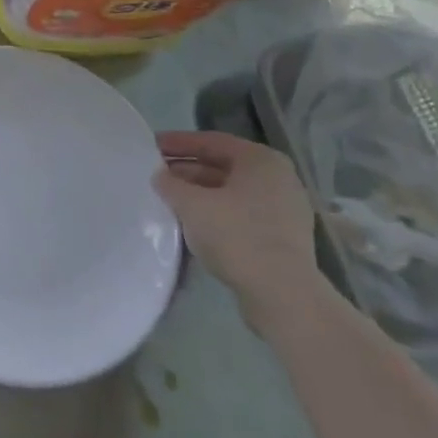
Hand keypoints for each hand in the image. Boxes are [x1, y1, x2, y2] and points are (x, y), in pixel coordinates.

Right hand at [153, 131, 325, 330]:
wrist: (283, 296)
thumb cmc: (237, 236)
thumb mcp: (192, 204)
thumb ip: (170, 184)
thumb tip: (160, 177)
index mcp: (261, 161)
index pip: (212, 141)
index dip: (178, 142)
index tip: (152, 146)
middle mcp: (278, 179)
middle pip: (223, 166)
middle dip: (188, 170)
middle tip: (157, 174)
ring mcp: (284, 210)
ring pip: (232, 192)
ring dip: (200, 193)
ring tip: (170, 199)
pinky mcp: (283, 238)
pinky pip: (242, 214)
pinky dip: (217, 213)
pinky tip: (193, 223)